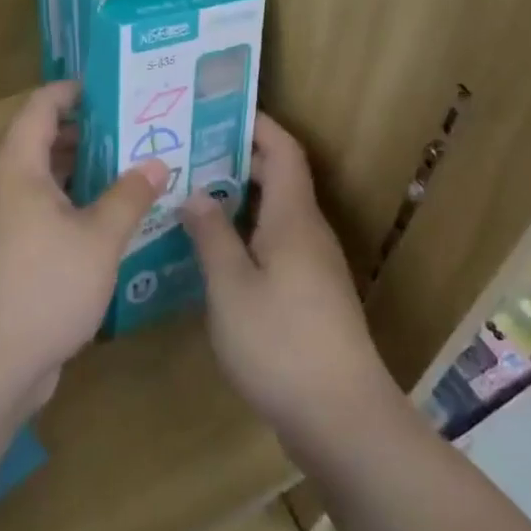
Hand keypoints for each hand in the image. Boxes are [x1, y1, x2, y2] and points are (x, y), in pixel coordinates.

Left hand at [0, 82, 167, 410]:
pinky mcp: (8, 253)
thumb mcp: (99, 239)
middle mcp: (4, 186)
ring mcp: (2, 222)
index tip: (115, 88)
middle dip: (89, 132)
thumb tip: (156, 163)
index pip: (41, 106)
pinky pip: (43, 211)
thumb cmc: (43, 286)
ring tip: (133, 167)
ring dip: (84, 171)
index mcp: (17, 167)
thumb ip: (129, 196)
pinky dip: (74, 204)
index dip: (74, 91)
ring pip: (45, 180)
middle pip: (43, 141)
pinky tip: (111, 218)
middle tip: (137, 128)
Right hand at [181, 114, 404, 463]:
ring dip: (239, 199)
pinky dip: (246, 234)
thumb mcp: (231, 287)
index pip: (283, 150)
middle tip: (188, 152)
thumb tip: (196, 192)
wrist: (342, 419)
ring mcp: (314, 266)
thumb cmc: (281, 343)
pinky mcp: (311, 297)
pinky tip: (213, 251)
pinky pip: (275, 245)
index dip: (257, 124)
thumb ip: (212, 235)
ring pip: (275, 214)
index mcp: (293, 218)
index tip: (217, 110)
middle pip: (279, 178)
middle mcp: (309, 233)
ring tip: (191, 194)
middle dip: (237, 159)